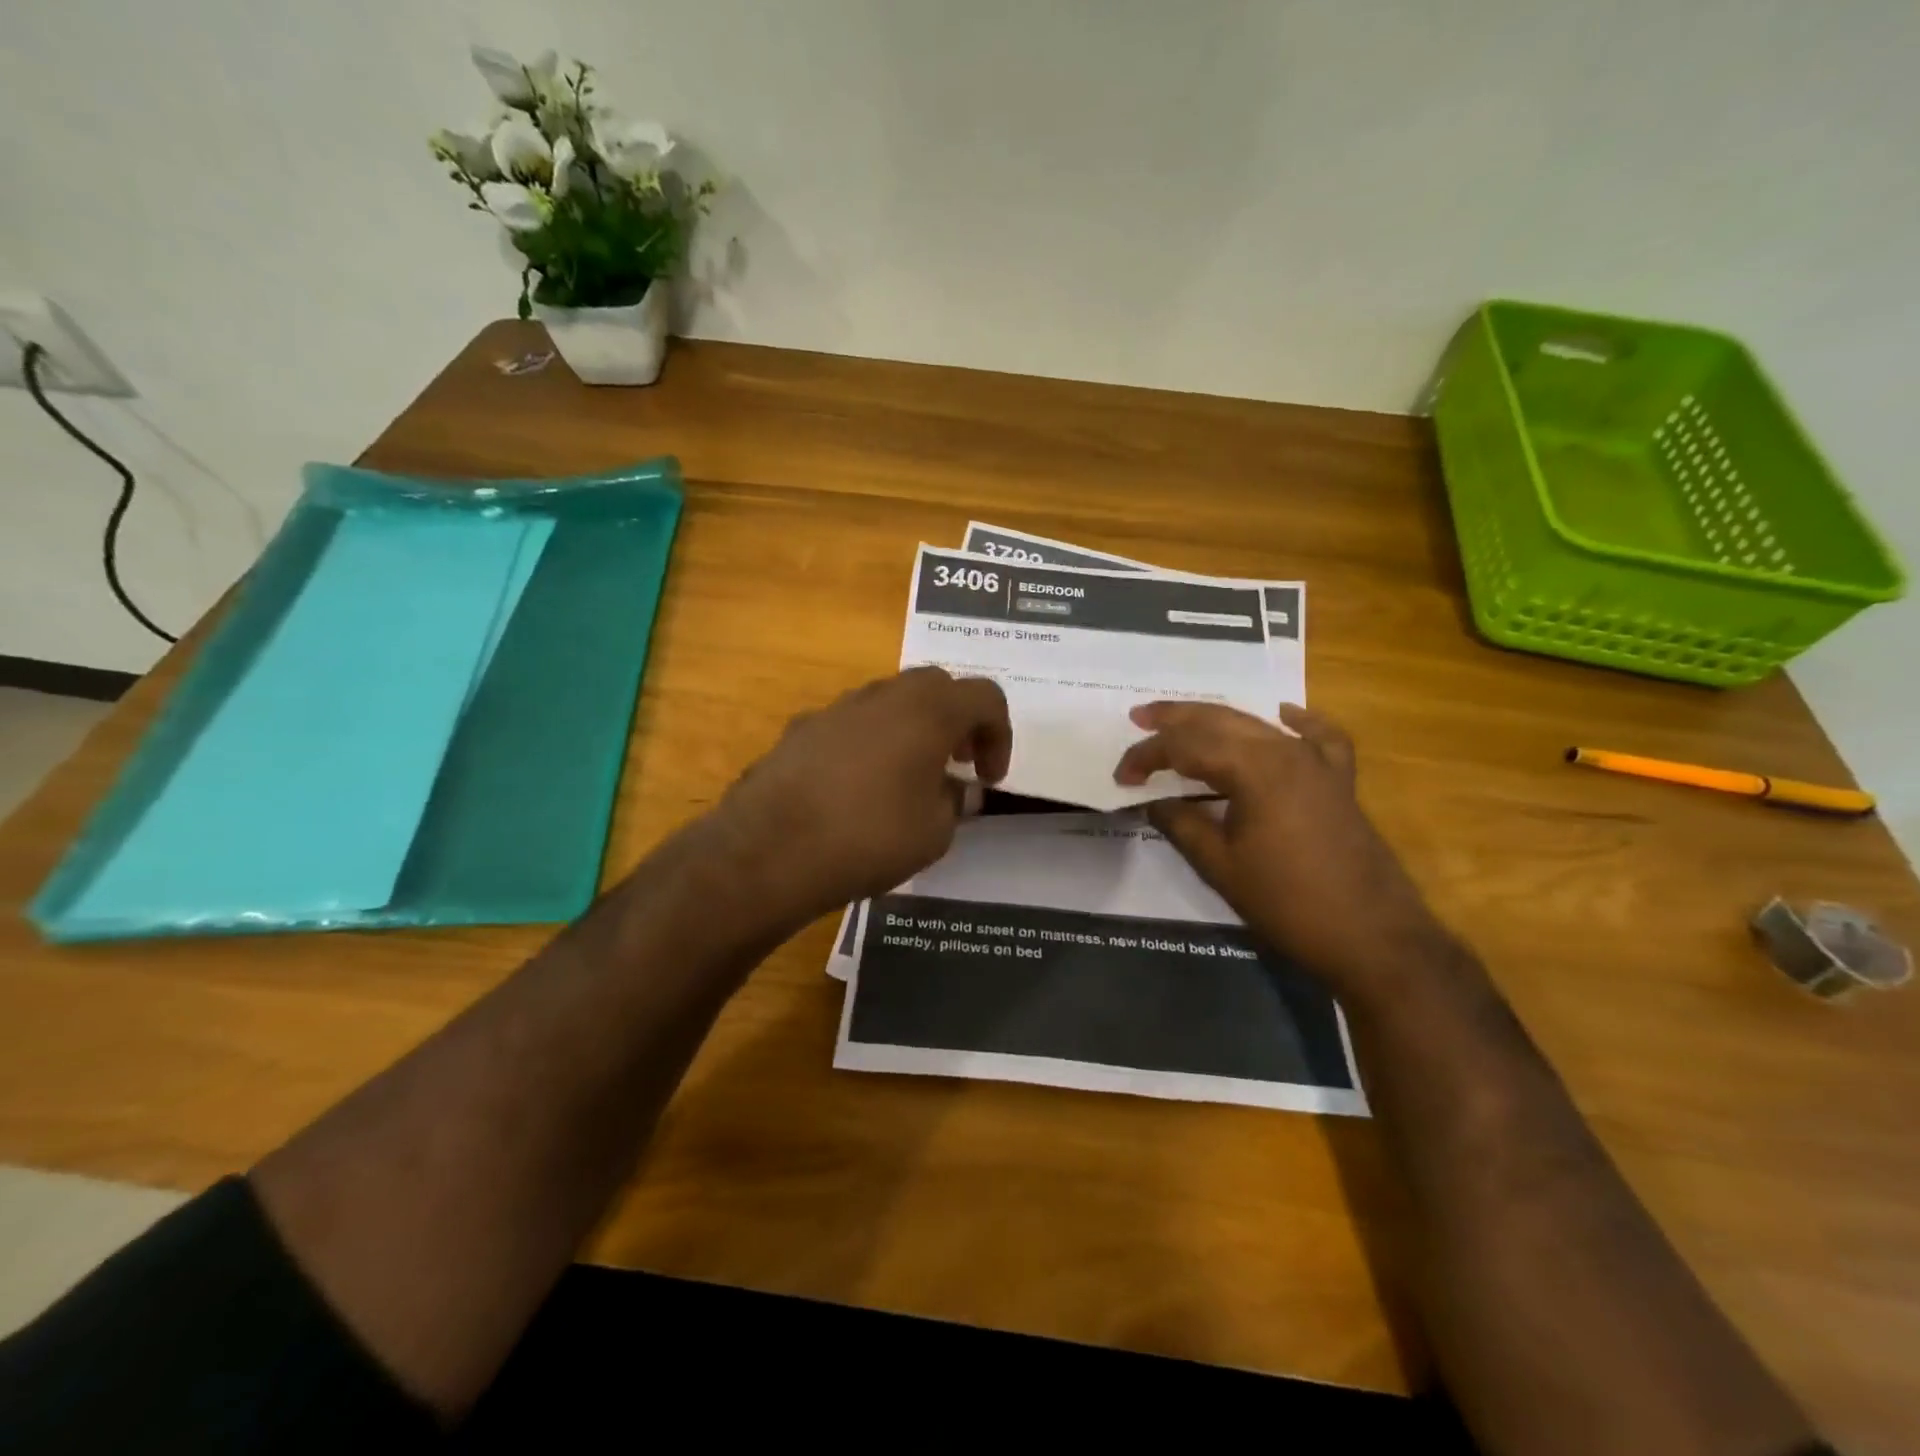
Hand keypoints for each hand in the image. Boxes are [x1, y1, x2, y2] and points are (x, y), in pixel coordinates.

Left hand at [710, 667, 1011, 929]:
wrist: (769, 849)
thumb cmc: (869, 837)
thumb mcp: (934, 833)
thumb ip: (955, 803)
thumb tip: (956, 790)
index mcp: (929, 711)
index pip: (985, 697)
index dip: (1000, 735)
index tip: (988, 778)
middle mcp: (885, 695)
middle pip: (937, 687)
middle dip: (958, 721)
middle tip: (957, 763)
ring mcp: (838, 708)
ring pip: (891, 700)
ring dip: (913, 728)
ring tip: (910, 776)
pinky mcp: (801, 728)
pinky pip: (852, 722)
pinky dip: (871, 741)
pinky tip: (858, 786)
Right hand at [1114, 702, 1451, 991]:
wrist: (1373, 937)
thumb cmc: (1288, 903)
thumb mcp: (1220, 866)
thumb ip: (1181, 824)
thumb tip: (1152, 801)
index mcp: (1254, 769)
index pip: (1186, 747)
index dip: (1148, 757)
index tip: (1121, 776)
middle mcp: (1286, 751)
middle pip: (1220, 721)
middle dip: (1175, 719)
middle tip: (1139, 717)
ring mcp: (1318, 762)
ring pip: (1258, 724)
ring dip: (1217, 719)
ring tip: (1184, 718)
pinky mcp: (1339, 780)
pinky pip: (1319, 737)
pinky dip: (1296, 723)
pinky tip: (1282, 715)